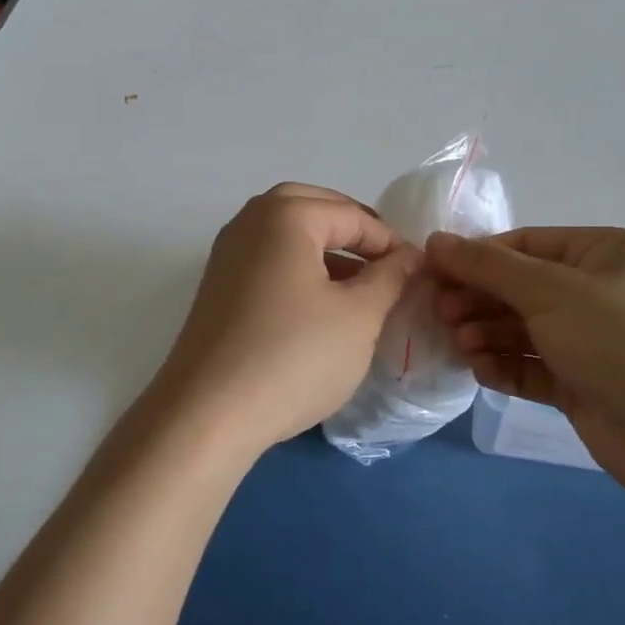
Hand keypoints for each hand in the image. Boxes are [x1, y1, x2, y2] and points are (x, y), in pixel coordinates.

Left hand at [149, 184, 420, 457]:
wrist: (207, 415)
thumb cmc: (293, 357)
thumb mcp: (358, 317)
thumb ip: (390, 277)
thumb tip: (408, 255)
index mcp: (286, 215)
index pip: (353, 215)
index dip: (390, 242)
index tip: (417, 273)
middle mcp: (250, 221)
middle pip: (313, 209)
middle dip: (353, 232)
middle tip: (384, 264)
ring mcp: (227, 254)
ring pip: (287, 234)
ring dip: (325, 250)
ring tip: (359, 288)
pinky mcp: (217, 287)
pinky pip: (268, 260)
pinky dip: (298, 269)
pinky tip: (319, 308)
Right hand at [427, 228, 624, 496]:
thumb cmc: (618, 339)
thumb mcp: (550, 290)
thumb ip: (488, 266)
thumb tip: (436, 240)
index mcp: (601, 253)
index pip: (525, 245)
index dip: (477, 258)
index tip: (433, 273)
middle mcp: (596, 291)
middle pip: (520, 287)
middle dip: (480, 300)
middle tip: (442, 315)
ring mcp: (590, 340)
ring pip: (523, 328)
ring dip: (488, 334)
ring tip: (462, 345)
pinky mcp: (582, 383)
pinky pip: (533, 366)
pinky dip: (506, 366)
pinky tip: (483, 371)